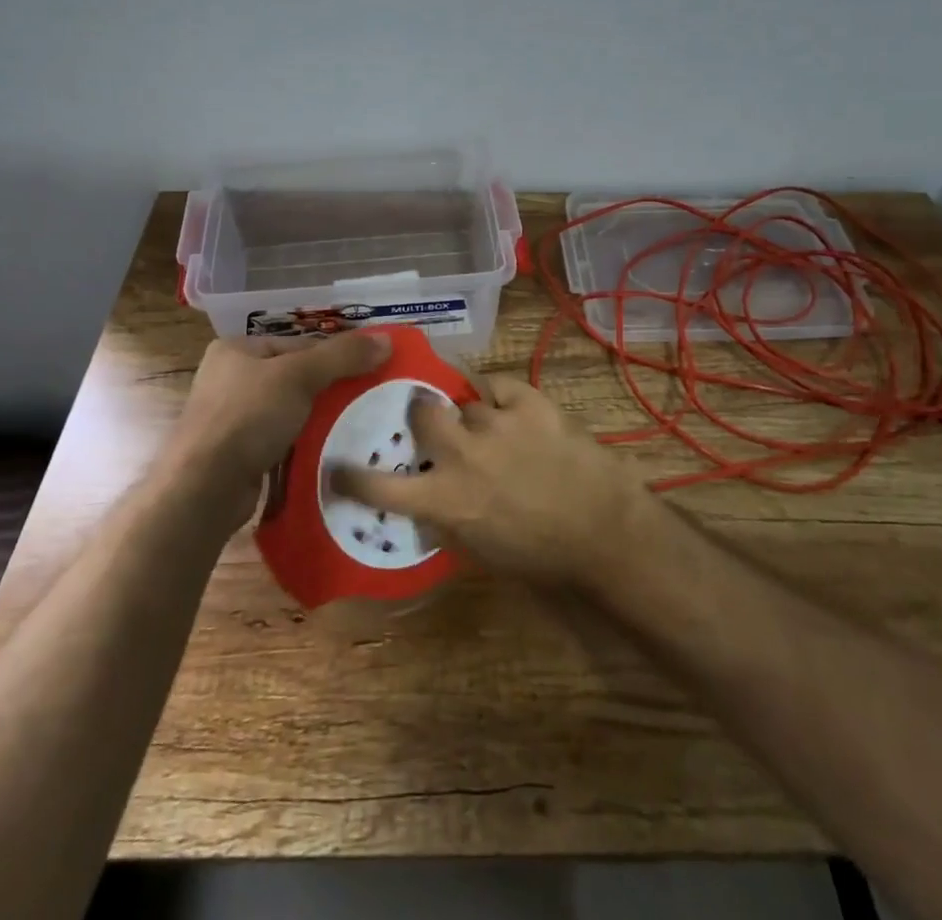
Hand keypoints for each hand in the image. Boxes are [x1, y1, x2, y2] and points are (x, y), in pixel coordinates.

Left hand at [176, 334, 391, 518]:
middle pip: (294, 378)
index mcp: (236, 350)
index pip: (297, 345)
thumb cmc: (248, 417)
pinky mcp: (237, 455)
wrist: (204, 488)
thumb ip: (342, 356)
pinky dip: (303, 447)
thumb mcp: (299, 376)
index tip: (368, 370)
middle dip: (329, 391)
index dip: (334, 356)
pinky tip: (330, 454)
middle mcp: (229, 380)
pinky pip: (281, 443)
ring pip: (289, 413)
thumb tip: (386, 340)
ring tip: (357, 428)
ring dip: (318, 421)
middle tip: (367, 400)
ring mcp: (230, 420)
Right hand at [332, 375, 657, 587]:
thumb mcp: (481, 551)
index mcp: (445, 498)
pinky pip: (499, 386)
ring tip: (493, 429)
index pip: (382, 484)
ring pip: (466, 402)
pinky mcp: (530, 402)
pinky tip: (510, 410)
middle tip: (434, 423)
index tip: (338, 467)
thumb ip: (446, 520)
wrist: (603, 530)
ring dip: (473, 415)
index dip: (353, 475)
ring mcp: (496, 422)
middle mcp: (462, 454)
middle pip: (422, 412)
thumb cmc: (541, 556)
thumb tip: (426, 501)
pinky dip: (500, 397)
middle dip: (423, 415)